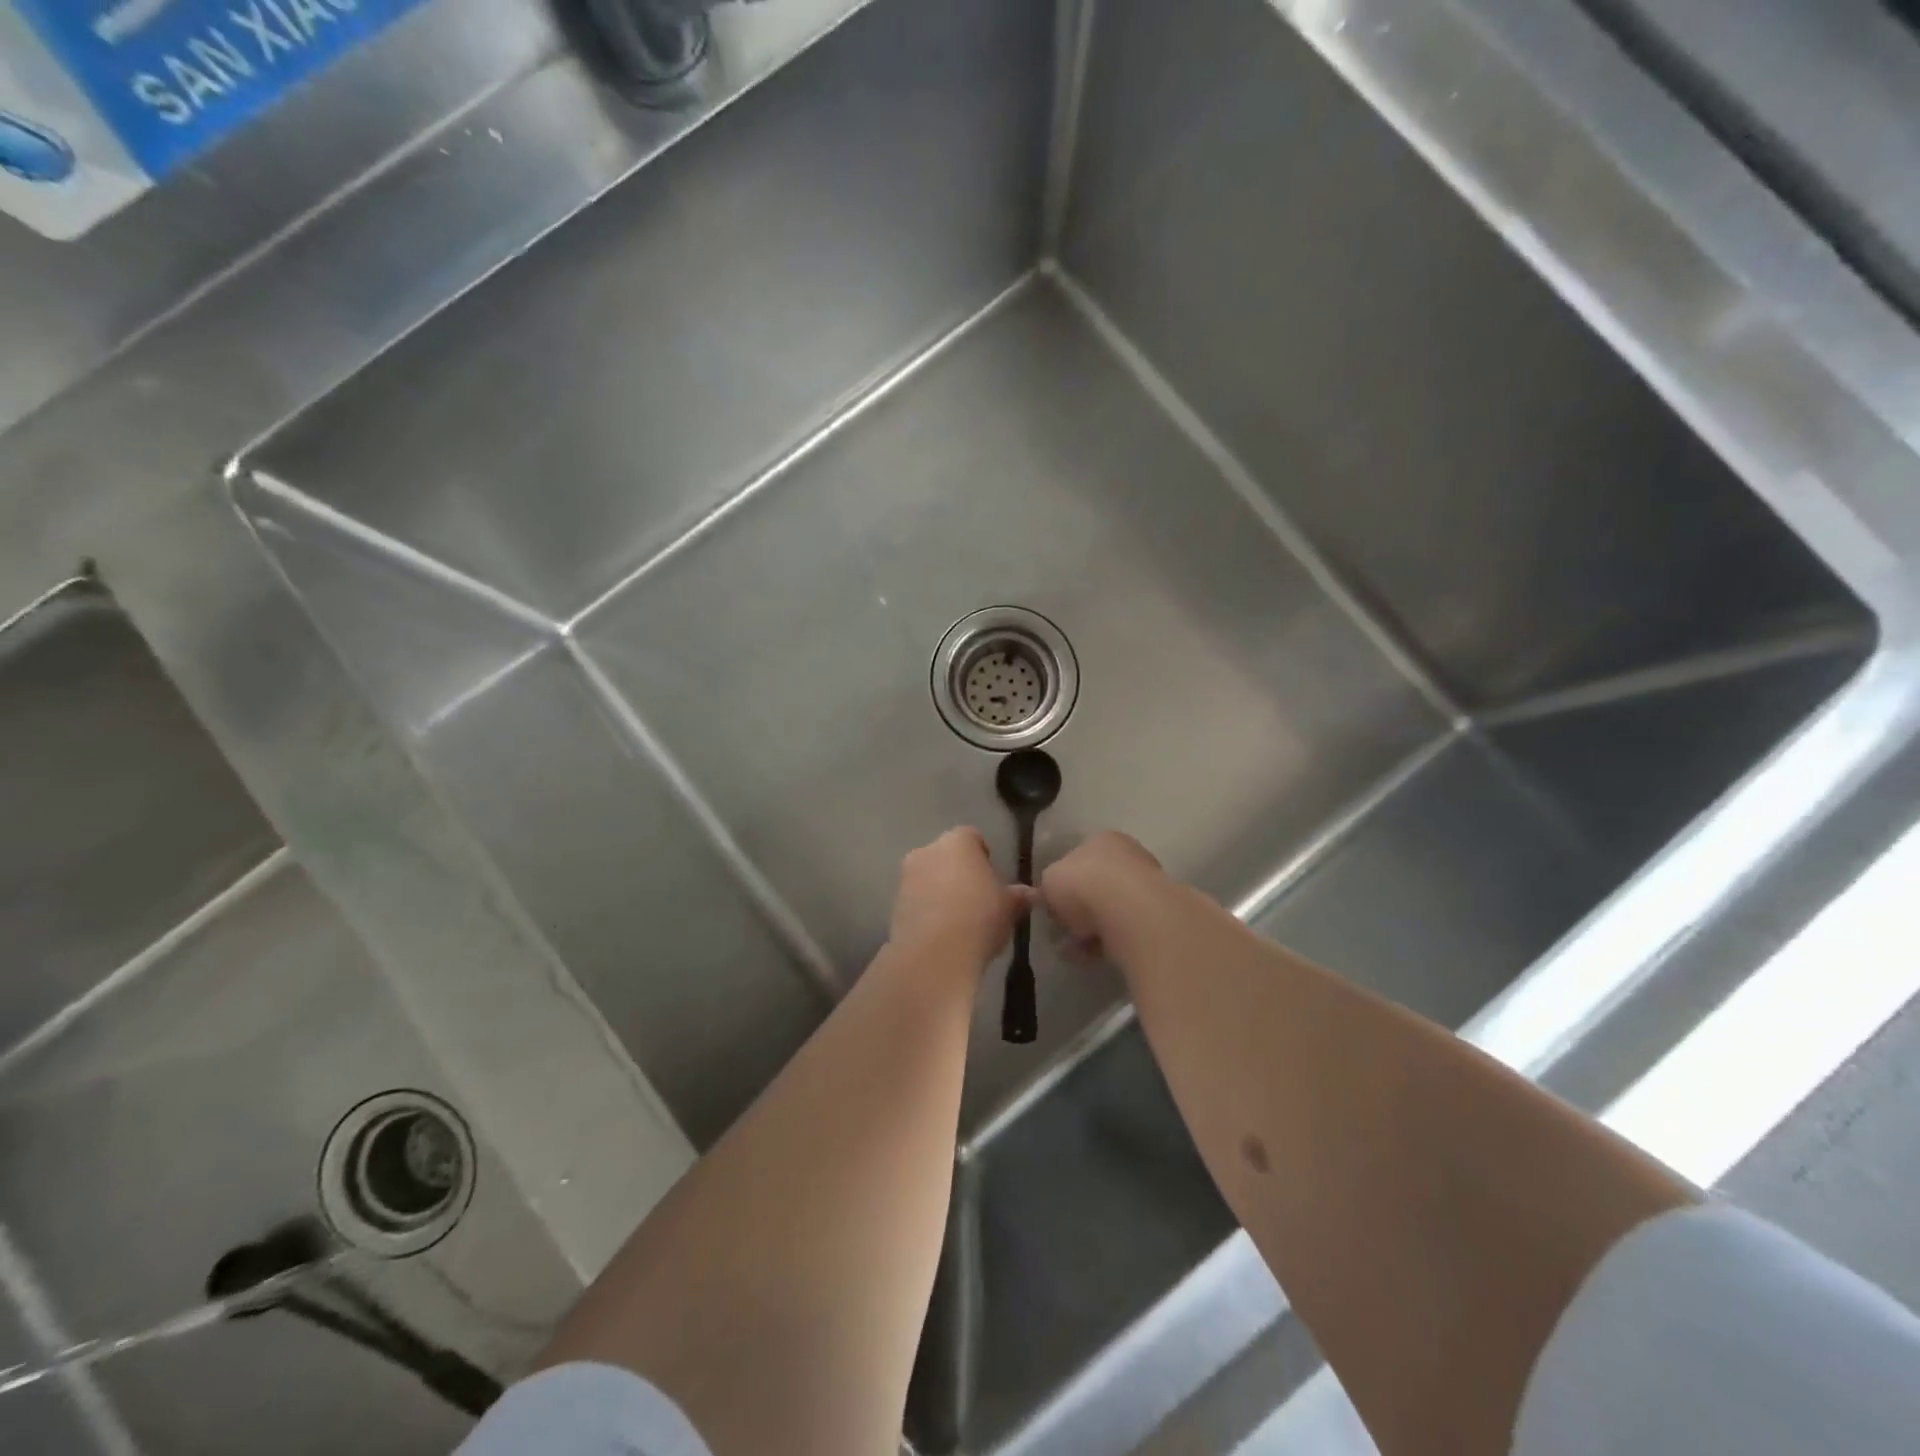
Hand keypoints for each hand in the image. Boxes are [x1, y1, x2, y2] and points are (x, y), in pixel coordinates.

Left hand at [889, 828, 1028, 968]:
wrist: (934, 954)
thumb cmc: (979, 917)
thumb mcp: (1009, 908)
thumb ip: (1018, 896)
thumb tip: (1030, 894)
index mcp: (957, 842)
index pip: (972, 837)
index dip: (983, 855)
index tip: (992, 877)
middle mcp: (927, 851)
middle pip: (946, 855)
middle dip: (959, 871)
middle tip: (977, 897)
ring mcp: (906, 877)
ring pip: (928, 877)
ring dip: (940, 890)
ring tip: (959, 919)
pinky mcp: (894, 905)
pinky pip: (916, 900)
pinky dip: (927, 910)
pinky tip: (941, 932)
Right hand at [1038, 831, 1165, 961]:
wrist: (1128, 910)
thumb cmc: (1082, 883)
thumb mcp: (1049, 880)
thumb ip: (1046, 888)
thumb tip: (1044, 897)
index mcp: (1102, 840)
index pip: (1079, 858)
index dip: (1063, 882)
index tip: (1052, 905)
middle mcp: (1128, 857)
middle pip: (1097, 885)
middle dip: (1078, 909)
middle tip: (1061, 929)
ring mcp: (1146, 888)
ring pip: (1110, 910)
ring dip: (1090, 929)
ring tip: (1071, 950)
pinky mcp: (1156, 919)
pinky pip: (1122, 932)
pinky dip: (1104, 943)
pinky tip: (1088, 957)